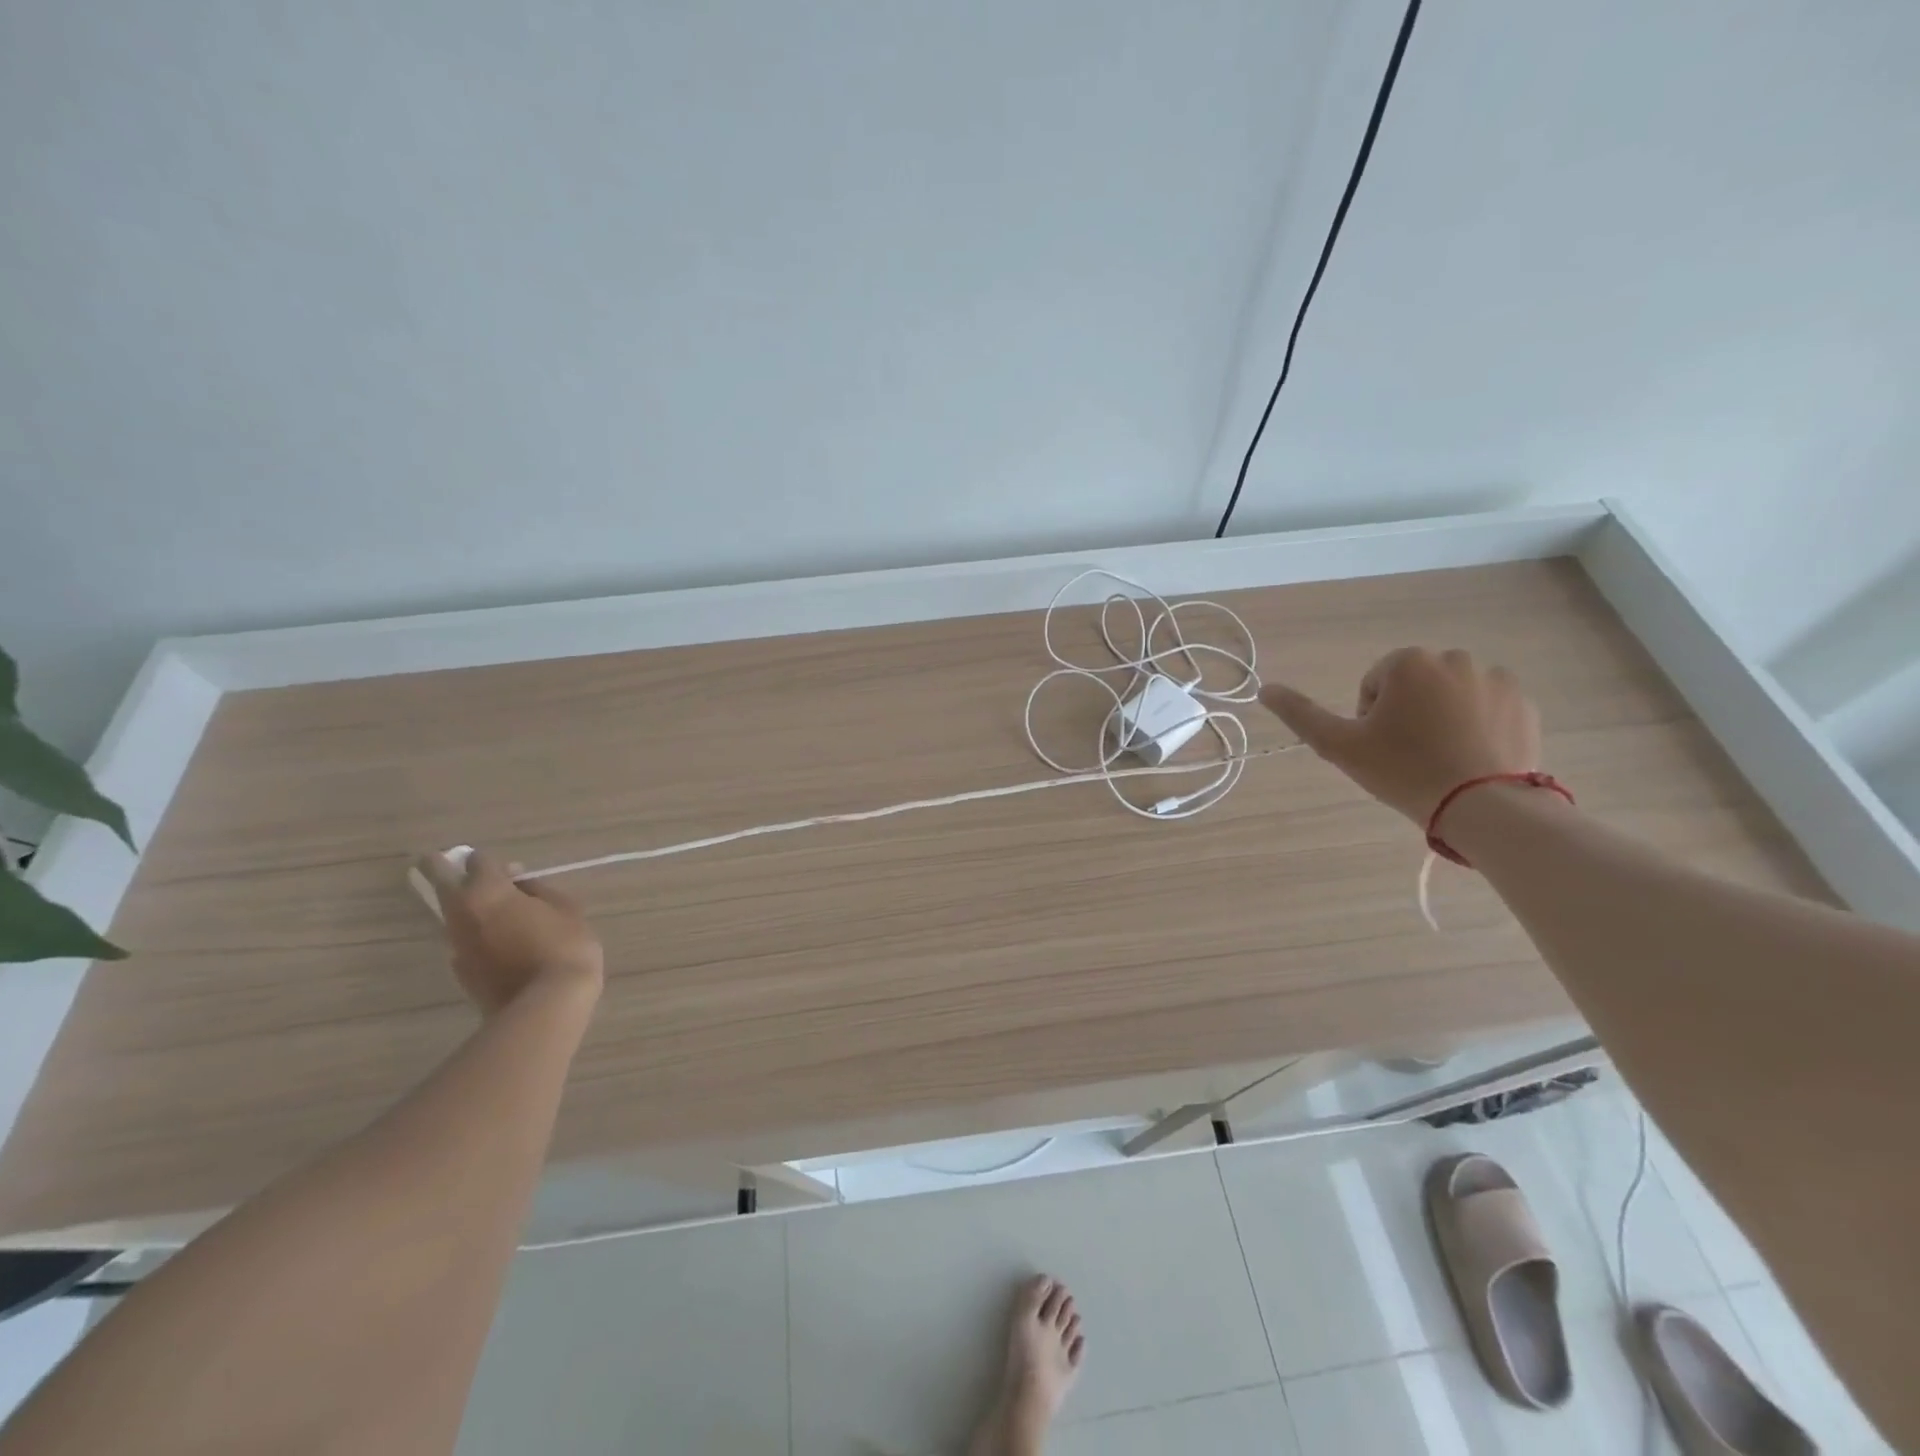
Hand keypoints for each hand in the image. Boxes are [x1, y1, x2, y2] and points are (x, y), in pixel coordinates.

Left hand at [415, 849, 603, 1014]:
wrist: (545, 1005)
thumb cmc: (563, 946)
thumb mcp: (567, 909)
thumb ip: (539, 890)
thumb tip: (521, 884)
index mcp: (488, 891)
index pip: (478, 860)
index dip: (493, 861)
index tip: (511, 871)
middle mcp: (462, 913)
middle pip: (439, 880)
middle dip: (441, 868)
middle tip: (450, 863)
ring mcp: (456, 943)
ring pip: (449, 913)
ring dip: (463, 905)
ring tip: (490, 908)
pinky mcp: (460, 970)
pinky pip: (462, 939)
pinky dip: (474, 933)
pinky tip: (498, 942)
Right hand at [1261, 648, 1540, 824]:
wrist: (1484, 806)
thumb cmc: (1403, 770)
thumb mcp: (1339, 746)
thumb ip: (1300, 714)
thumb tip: (1263, 688)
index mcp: (1408, 663)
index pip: (1374, 685)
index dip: (1370, 719)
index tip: (1381, 750)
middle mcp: (1453, 659)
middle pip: (1413, 686)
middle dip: (1407, 714)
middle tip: (1408, 757)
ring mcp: (1495, 679)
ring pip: (1450, 696)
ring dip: (1441, 718)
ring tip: (1442, 759)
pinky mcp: (1524, 703)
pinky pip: (1487, 707)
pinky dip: (1476, 726)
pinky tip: (1472, 757)